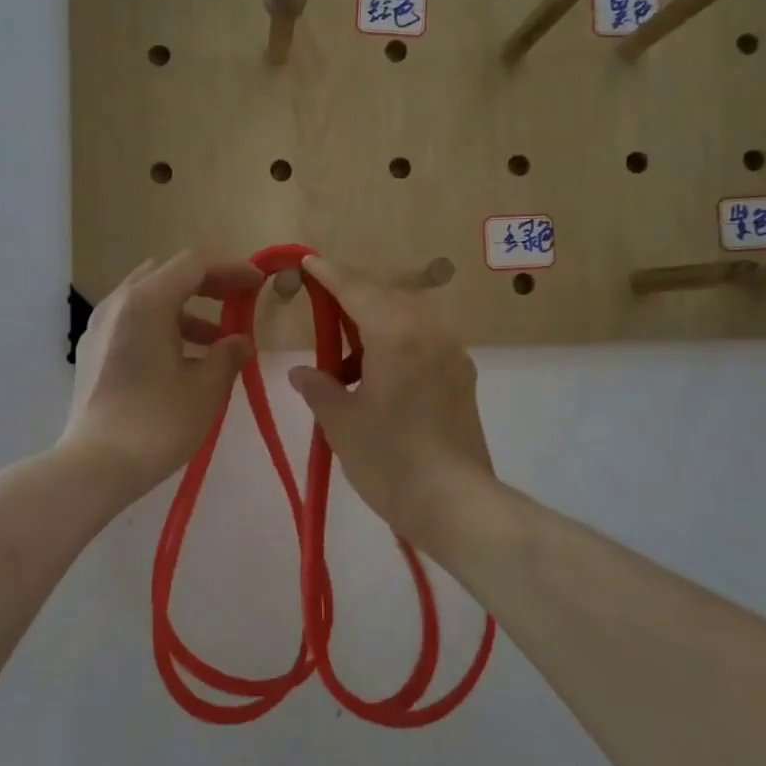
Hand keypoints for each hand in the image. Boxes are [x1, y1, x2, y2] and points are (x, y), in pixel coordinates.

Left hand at [64, 252, 263, 492]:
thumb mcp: (206, 388)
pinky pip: (132, 323)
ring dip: (185, 311)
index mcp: (147, 302)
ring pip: (147, 300)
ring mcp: (99, 328)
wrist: (95, 466)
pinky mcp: (91, 353)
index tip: (258, 285)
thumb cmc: (158, 422)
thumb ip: (228, 356)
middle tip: (236, 304)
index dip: (231, 270)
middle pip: (167, 275)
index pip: (194, 265)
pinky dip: (161, 328)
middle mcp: (118, 304)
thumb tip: (239, 342)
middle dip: (206, 285)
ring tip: (215, 343)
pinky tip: (181, 362)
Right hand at [288, 255, 496, 547]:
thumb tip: (303, 373)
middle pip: (385, 299)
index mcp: (396, 334)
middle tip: (320, 305)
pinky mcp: (461, 379)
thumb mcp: (341, 422)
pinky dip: (395, 346)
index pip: (357, 289)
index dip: (329, 274)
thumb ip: (318, 388)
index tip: (308, 261)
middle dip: (351, 297)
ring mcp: (451, 355)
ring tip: (343, 357)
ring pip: (407, 321)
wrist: (455, 503)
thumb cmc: (389, 459)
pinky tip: (375, 376)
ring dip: (374, 325)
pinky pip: (422, 344)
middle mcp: (429, 333)